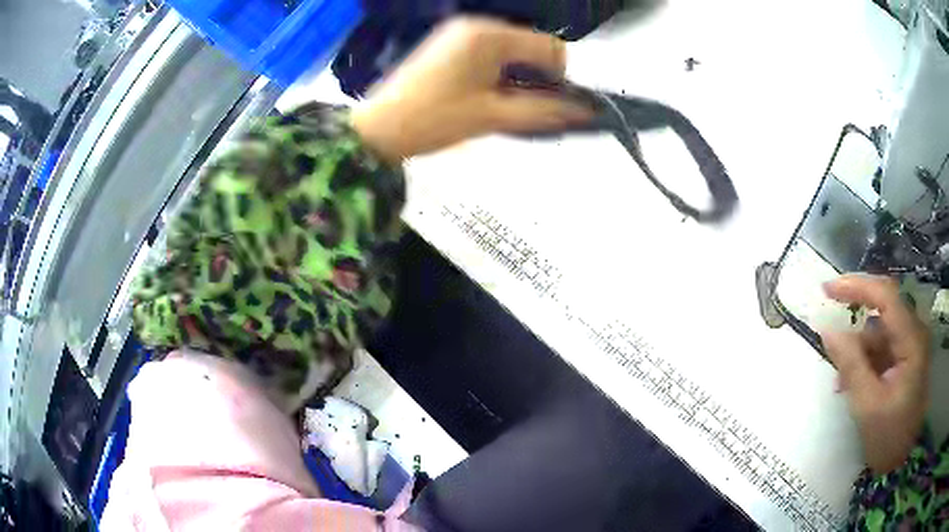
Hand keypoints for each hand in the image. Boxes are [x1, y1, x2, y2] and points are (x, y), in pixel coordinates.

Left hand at [351, 17, 592, 163]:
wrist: (378, 129)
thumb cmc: (434, 121)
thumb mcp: (493, 117)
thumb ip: (543, 111)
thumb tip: (584, 112)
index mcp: (489, 35)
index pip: (550, 46)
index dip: (560, 76)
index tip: (550, 104)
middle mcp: (477, 25)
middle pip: (531, 45)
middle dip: (537, 76)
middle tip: (524, 108)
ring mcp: (460, 32)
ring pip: (512, 50)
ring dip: (518, 76)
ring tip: (502, 105)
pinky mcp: (449, 43)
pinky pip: (490, 52)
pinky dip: (499, 72)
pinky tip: (485, 94)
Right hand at [821, 274, 930, 473]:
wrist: (900, 462)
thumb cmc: (888, 437)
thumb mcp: (867, 406)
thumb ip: (850, 365)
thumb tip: (827, 330)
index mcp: (912, 340)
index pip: (886, 296)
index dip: (857, 286)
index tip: (826, 290)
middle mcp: (915, 333)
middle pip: (883, 310)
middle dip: (856, 321)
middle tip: (830, 329)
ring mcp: (912, 345)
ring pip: (881, 331)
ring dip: (860, 349)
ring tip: (841, 381)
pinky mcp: (907, 358)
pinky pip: (884, 347)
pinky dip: (866, 360)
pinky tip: (854, 382)